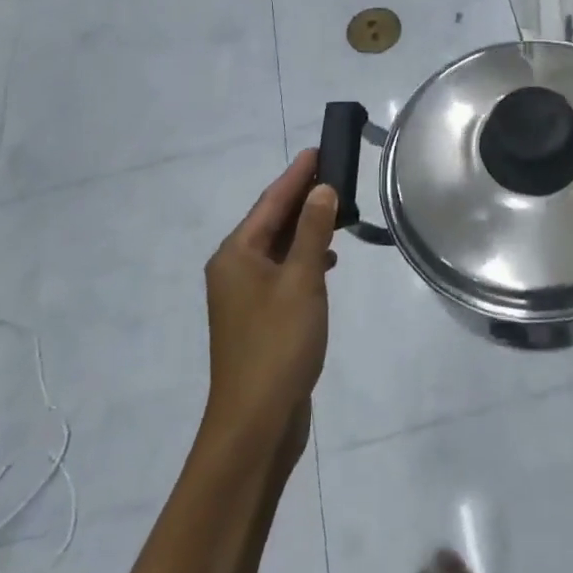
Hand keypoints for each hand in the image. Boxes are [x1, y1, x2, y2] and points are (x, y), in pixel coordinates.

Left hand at [201, 151, 338, 458]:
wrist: (256, 423)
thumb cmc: (278, 344)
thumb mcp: (301, 281)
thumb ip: (313, 232)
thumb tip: (322, 190)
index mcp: (236, 254)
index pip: (271, 202)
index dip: (297, 175)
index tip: (319, 149)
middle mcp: (233, 269)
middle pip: (271, 221)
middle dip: (302, 197)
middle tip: (335, 172)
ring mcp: (244, 295)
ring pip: (277, 247)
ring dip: (305, 228)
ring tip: (338, 211)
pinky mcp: (258, 317)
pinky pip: (281, 271)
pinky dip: (303, 258)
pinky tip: (326, 260)